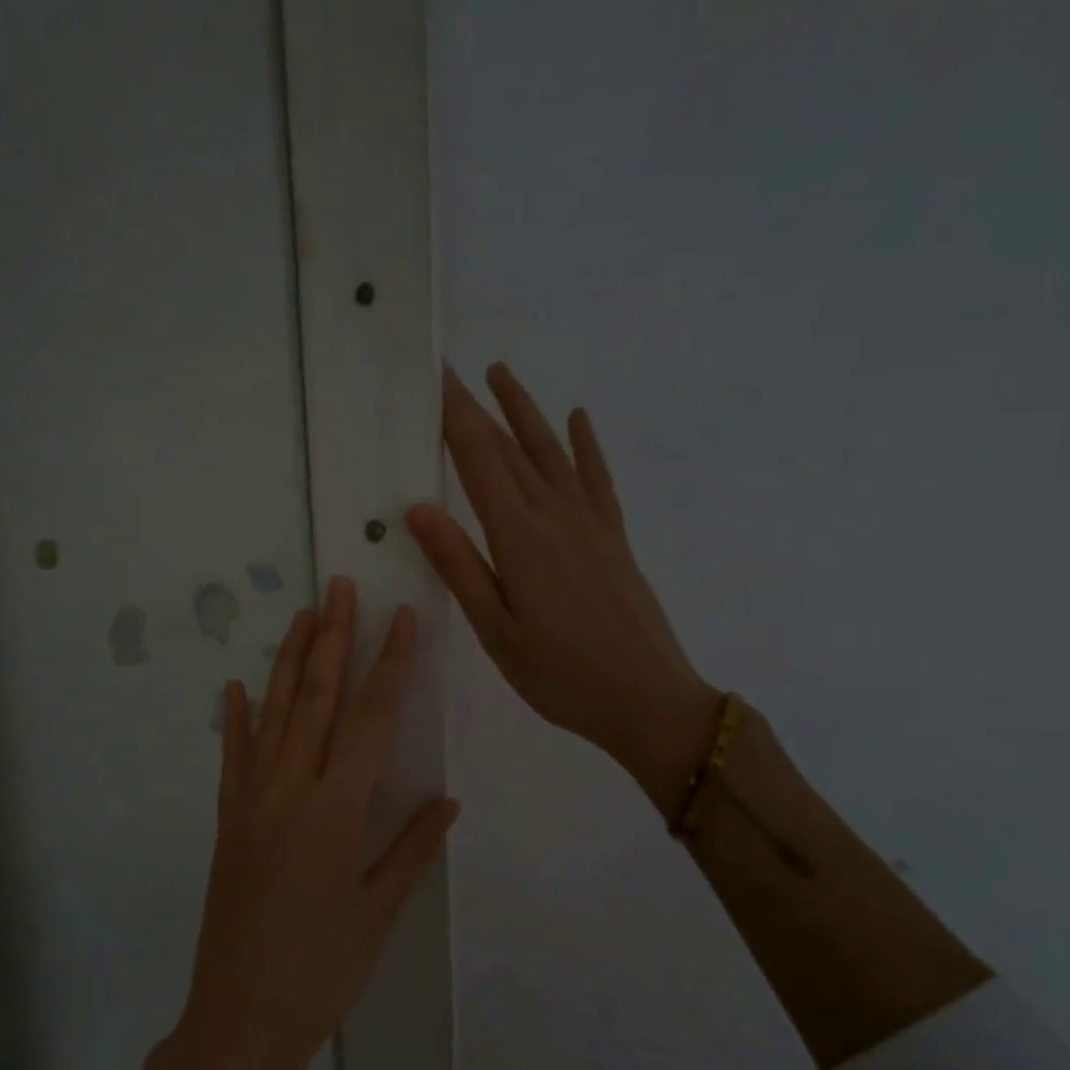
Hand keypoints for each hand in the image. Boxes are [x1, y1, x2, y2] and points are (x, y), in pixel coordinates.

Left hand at [172, 577, 459, 1069]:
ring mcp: (250, 800)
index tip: (402, 619)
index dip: (390, 665)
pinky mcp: (226, 818)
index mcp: (336, 810)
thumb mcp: (379, 911)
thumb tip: (448, 799)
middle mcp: (289, 789)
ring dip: (288, 661)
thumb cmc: (322, 970)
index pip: (370, 720)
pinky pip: (232, 756)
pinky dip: (235, 718)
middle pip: (315, 698)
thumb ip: (413, 847)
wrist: (241, 1017)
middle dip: (333, 638)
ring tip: (302, 615)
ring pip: (272, 714)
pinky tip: (236, 686)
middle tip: (341, 587)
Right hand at [407, 363, 720, 817]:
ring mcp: (591, 523)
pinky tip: (578, 419)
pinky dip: (585, 445)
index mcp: (520, 538)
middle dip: (477, 406)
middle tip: (451, 369)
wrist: (650, 700)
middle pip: (509, 448)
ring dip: (525, 410)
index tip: (435, 377)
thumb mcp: (497, 631)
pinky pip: (597, 478)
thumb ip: (460, 566)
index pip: (478, 461)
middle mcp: (556, 516)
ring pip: (552, 452)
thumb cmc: (562, 675)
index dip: (454, 416)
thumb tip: (419, 508)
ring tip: (501, 373)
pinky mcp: (614, 537)